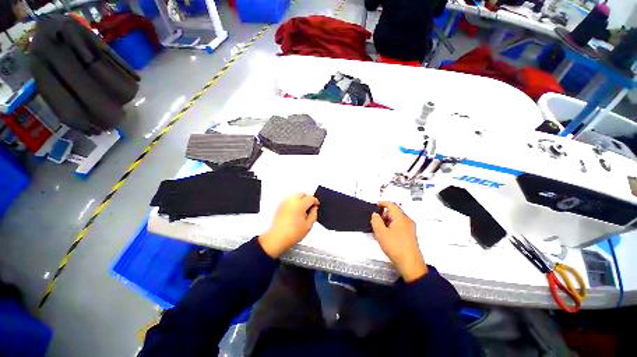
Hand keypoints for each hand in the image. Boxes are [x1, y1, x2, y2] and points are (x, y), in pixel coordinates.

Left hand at [259, 193, 319, 257]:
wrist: (277, 238)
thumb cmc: (292, 233)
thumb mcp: (308, 225)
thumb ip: (314, 214)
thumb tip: (314, 208)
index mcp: (300, 205)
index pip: (311, 198)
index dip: (315, 201)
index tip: (316, 205)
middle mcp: (291, 201)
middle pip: (302, 194)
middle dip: (307, 198)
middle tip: (310, 207)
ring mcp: (285, 202)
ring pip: (295, 195)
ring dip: (300, 199)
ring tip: (302, 209)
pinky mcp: (280, 205)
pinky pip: (289, 199)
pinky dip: (294, 202)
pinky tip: (295, 211)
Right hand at [371, 202, 427, 281]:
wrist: (410, 264)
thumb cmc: (395, 246)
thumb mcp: (381, 233)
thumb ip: (376, 221)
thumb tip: (375, 214)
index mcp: (401, 218)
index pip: (391, 204)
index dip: (382, 203)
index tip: (374, 206)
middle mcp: (407, 221)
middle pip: (394, 212)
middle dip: (383, 214)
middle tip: (374, 220)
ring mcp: (409, 228)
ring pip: (396, 219)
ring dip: (386, 221)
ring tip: (378, 229)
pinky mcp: (409, 235)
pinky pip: (398, 226)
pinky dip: (391, 226)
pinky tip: (385, 235)